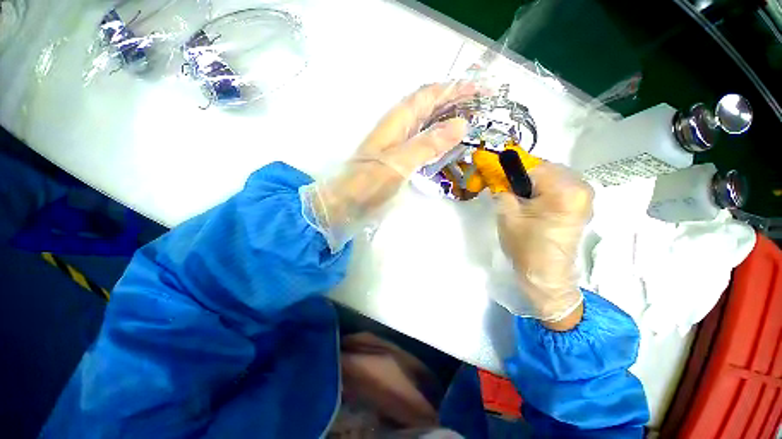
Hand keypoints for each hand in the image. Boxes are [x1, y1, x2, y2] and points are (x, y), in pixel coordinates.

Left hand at [301, 82, 479, 251]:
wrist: (345, 202)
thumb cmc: (368, 182)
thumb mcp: (399, 162)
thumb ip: (428, 144)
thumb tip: (461, 124)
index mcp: (397, 120)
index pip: (429, 95)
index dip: (454, 89)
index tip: (480, 90)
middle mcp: (398, 127)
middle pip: (429, 106)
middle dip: (454, 102)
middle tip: (481, 108)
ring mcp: (397, 144)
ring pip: (427, 124)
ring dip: (447, 120)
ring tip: (471, 123)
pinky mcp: (398, 159)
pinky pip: (423, 143)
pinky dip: (438, 140)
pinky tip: (448, 146)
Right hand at [494, 162, 592, 328]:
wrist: (545, 274)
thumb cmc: (525, 245)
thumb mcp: (507, 214)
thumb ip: (502, 188)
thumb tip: (497, 173)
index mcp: (564, 190)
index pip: (533, 166)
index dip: (511, 169)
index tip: (497, 176)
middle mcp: (582, 188)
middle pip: (546, 169)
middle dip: (524, 176)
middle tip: (508, 190)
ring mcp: (586, 197)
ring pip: (552, 176)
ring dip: (533, 182)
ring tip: (520, 198)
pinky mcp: (582, 205)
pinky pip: (560, 186)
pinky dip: (544, 189)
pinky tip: (533, 203)